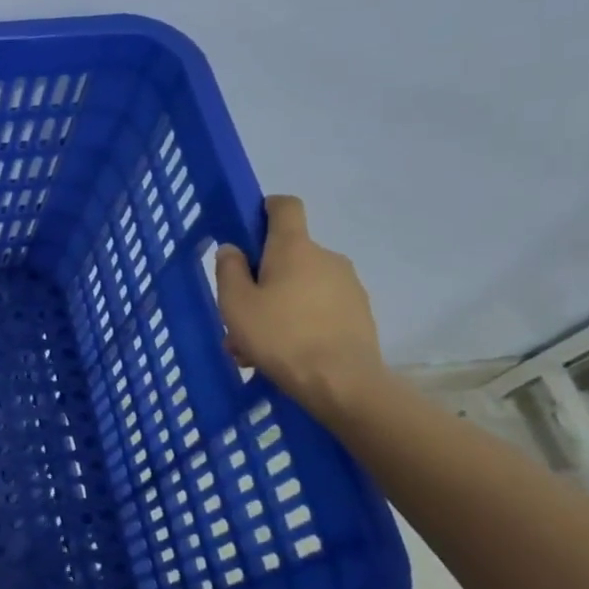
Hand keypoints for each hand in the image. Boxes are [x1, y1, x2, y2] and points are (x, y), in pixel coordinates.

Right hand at [215, 195, 387, 414]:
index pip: (285, 207)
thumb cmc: (279, 336)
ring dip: (276, 305)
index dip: (265, 208)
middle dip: (261, 279)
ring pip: (300, 286)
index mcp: (293, 248)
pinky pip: (318, 307)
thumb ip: (229, 271)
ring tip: (255, 345)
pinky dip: (298, 321)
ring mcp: (347, 285)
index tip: (247, 229)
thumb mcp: (235, 304)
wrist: (341, 382)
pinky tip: (282, 353)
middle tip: (238, 315)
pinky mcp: (358, 313)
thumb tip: (233, 249)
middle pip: (287, 255)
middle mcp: (325, 257)